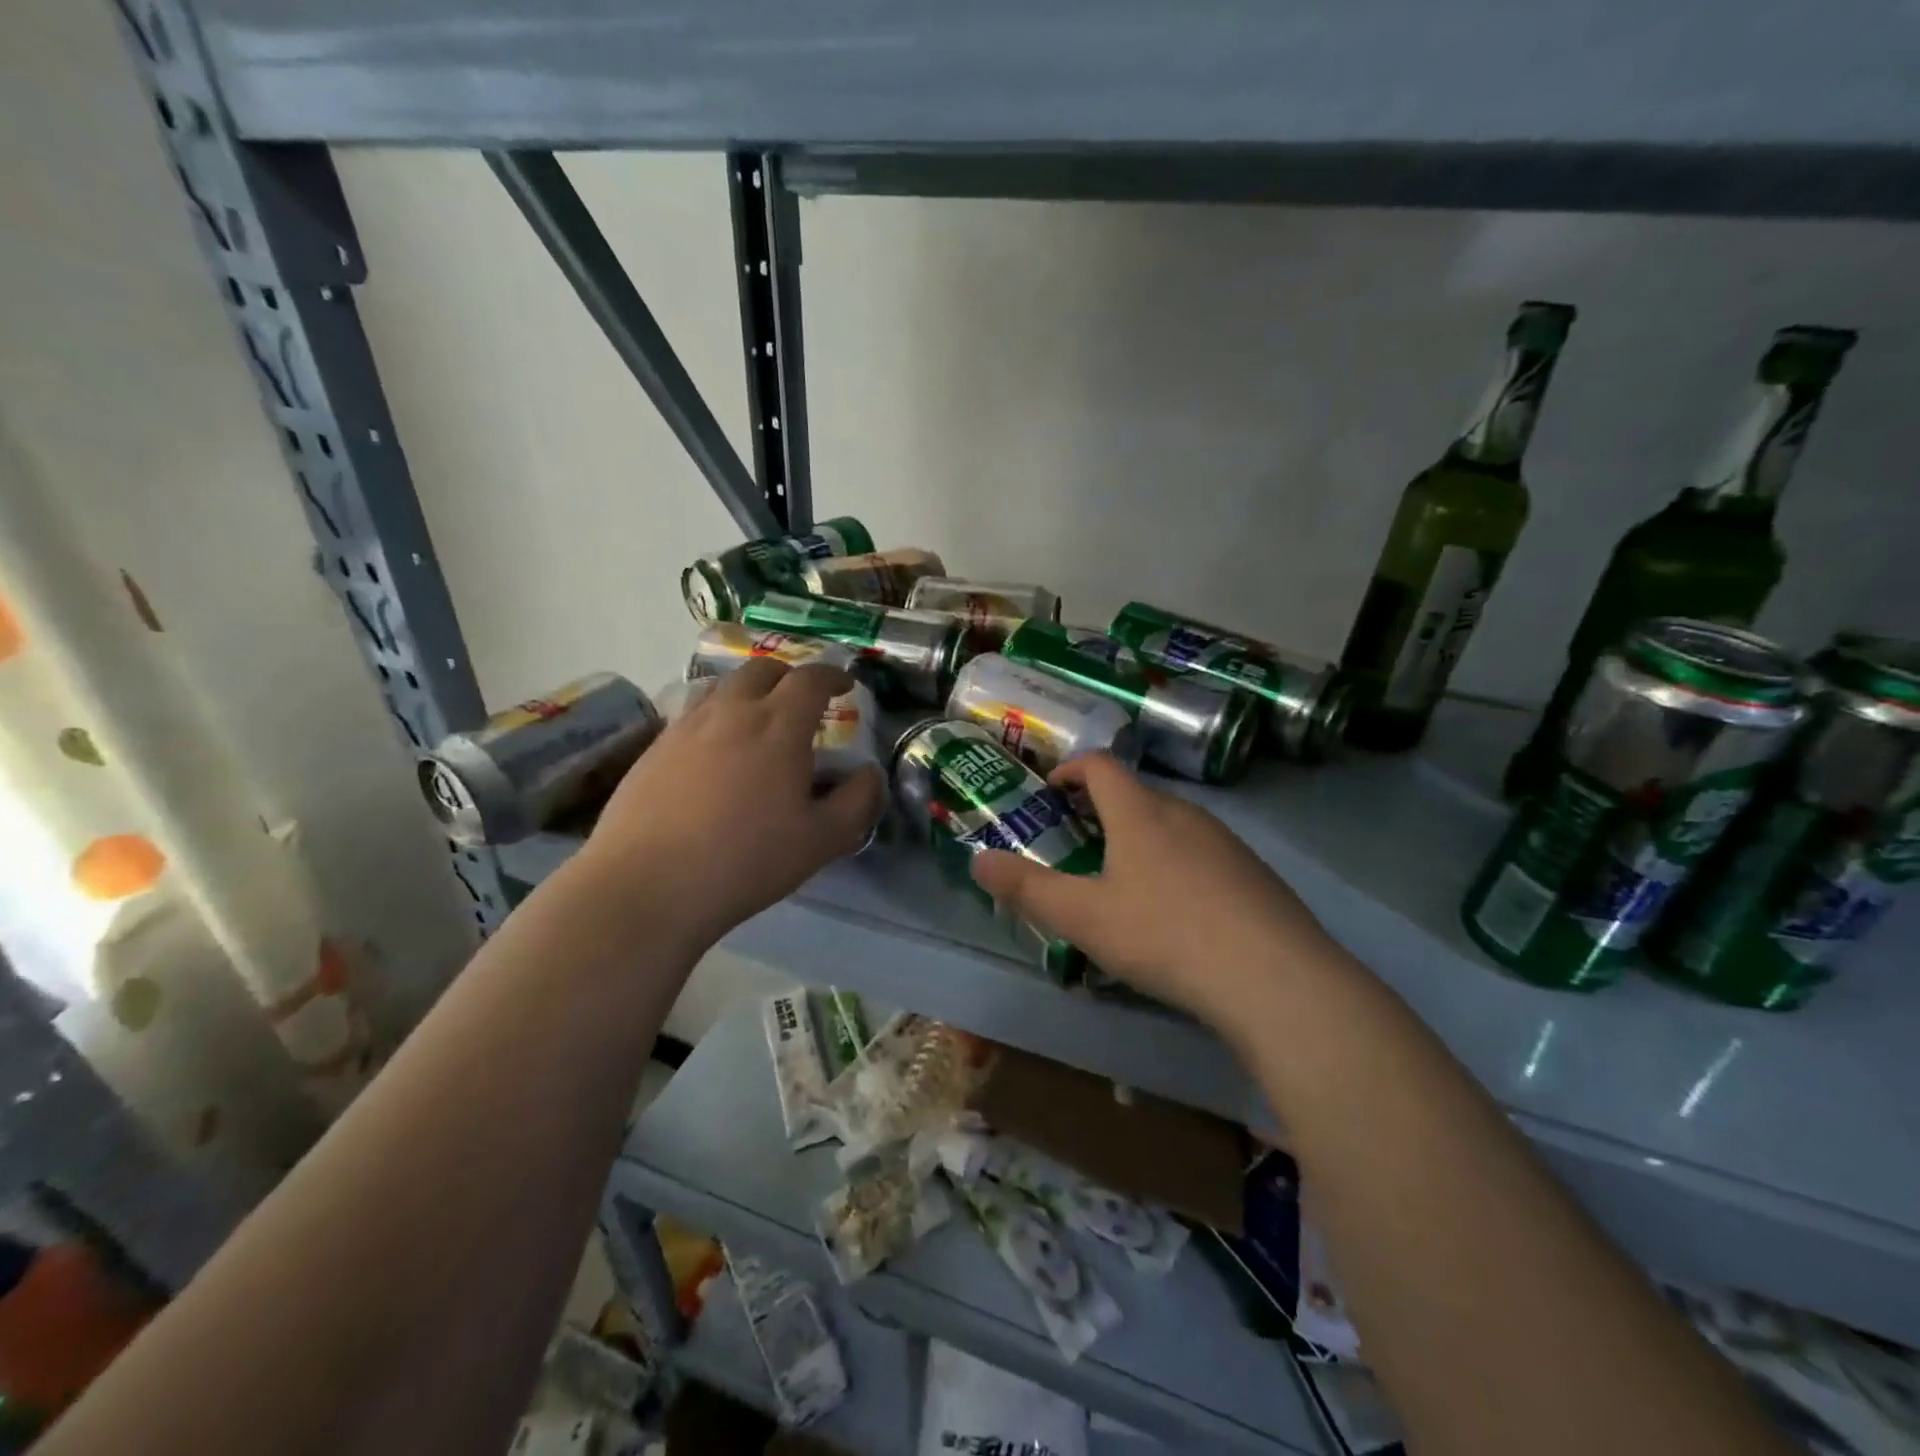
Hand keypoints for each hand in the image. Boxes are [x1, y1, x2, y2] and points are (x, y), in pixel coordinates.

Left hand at [577, 659, 884, 950]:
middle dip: (789, 675)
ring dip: (749, 691)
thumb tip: (869, 773)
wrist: (649, 884)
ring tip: (758, 718)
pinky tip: (715, 750)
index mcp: (778, 726)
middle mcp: (731, 712)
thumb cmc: (747, 860)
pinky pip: (693, 713)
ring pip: (722, 687)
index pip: (810, 679)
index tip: (845, 684)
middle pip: (762, 670)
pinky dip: (716, 715)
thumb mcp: (822, 840)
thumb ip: (857, 801)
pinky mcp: (654, 748)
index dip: (832, 675)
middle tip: (802, 698)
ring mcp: (686, 726)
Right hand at [970, 755, 1337, 1026]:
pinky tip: (1179, 913)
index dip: (1070, 769)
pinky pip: (1204, 854)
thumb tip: (978, 860)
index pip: (1100, 765)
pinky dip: (1178, 864)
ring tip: (1124, 880)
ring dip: (1141, 837)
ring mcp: (1227, 842)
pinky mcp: (1256, 874)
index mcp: (1140, 813)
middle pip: (1136, 794)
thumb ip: (1027, 889)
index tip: (1050, 791)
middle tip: (1079, 842)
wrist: (1274, 978)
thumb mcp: (1083, 917)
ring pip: (1172, 825)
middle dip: (1102, 810)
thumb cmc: (1165, 935)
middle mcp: (1185, 814)